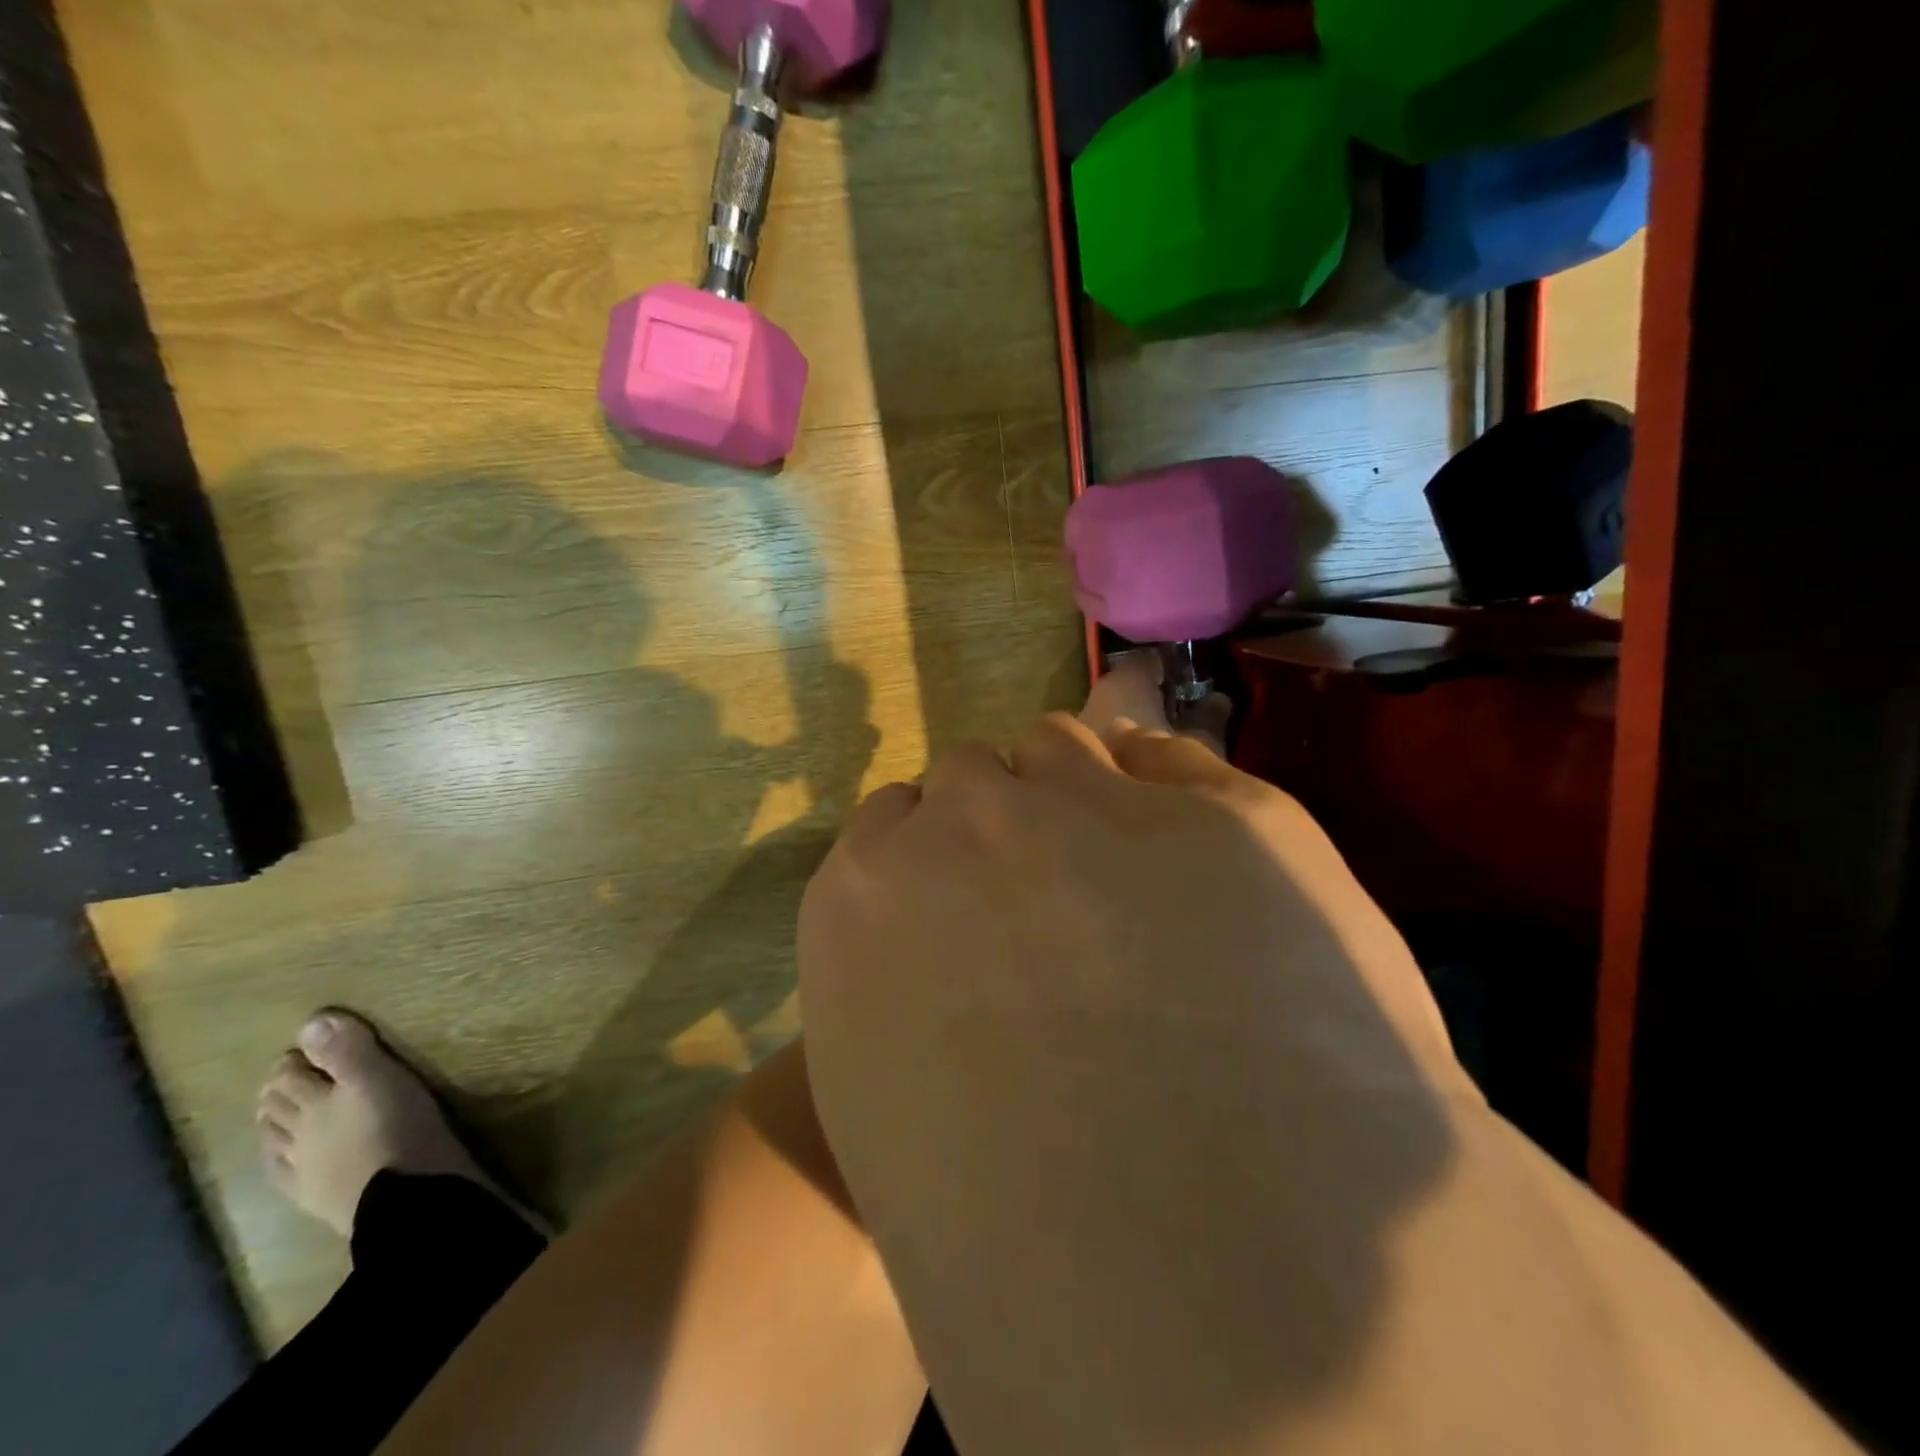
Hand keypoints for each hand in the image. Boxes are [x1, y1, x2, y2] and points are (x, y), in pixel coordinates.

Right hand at [797, 707, 1468, 1452]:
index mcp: (867, 891)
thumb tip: (942, 932)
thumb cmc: (1006, 1220)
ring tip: (1130, 871)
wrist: (1201, 1288)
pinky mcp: (1233, 816)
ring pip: (1067, 747)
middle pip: (978, 772)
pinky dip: (1178, 796)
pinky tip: (1205, 862)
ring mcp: (1098, 805)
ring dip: (1082, 790)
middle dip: (1005, 816)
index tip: (972, 890)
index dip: (937, 849)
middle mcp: (970, 819)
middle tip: (1057, 890)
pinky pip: (1178, 764)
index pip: (896, 814)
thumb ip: (891, 976)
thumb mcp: (890, 1097)